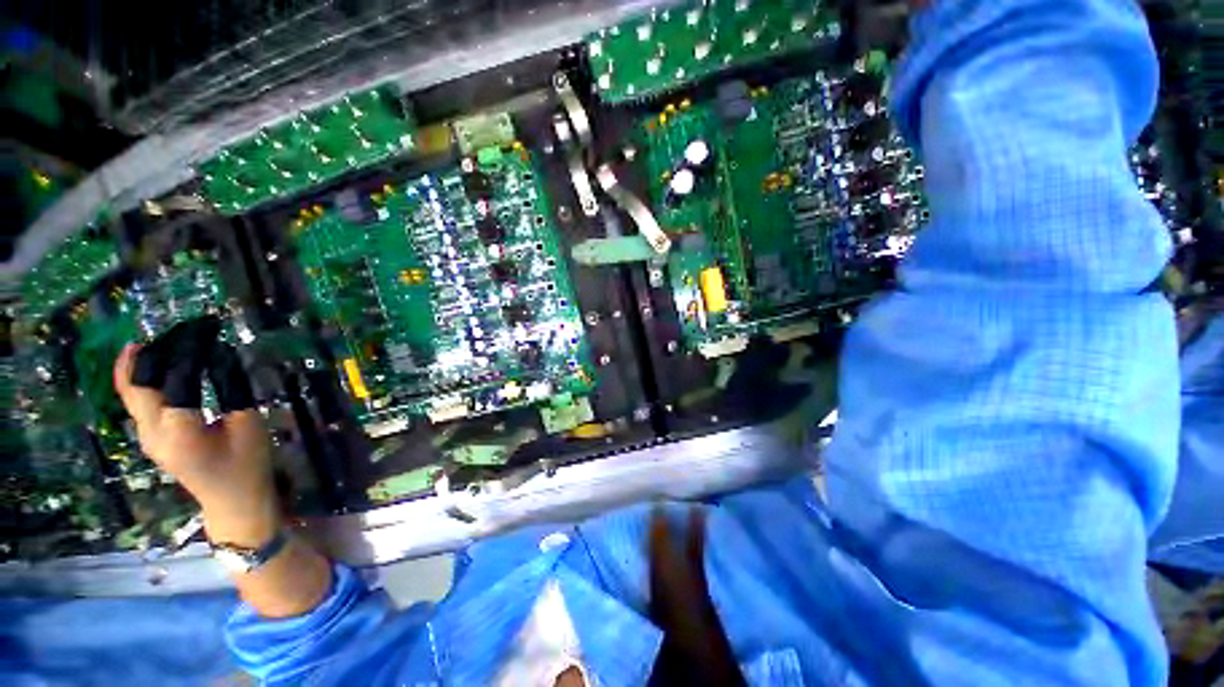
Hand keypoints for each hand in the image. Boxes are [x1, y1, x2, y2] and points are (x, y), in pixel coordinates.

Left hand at [113, 343, 278, 546]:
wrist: (232, 500)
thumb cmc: (247, 463)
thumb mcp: (248, 423)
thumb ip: (231, 388)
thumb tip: (220, 355)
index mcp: (178, 429)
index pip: (176, 377)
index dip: (190, 349)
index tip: (207, 326)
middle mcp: (150, 431)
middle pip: (138, 383)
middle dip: (154, 351)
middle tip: (179, 327)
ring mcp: (145, 436)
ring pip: (131, 391)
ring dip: (144, 363)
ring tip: (164, 339)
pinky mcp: (149, 437)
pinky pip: (137, 401)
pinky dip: (141, 378)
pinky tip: (153, 363)